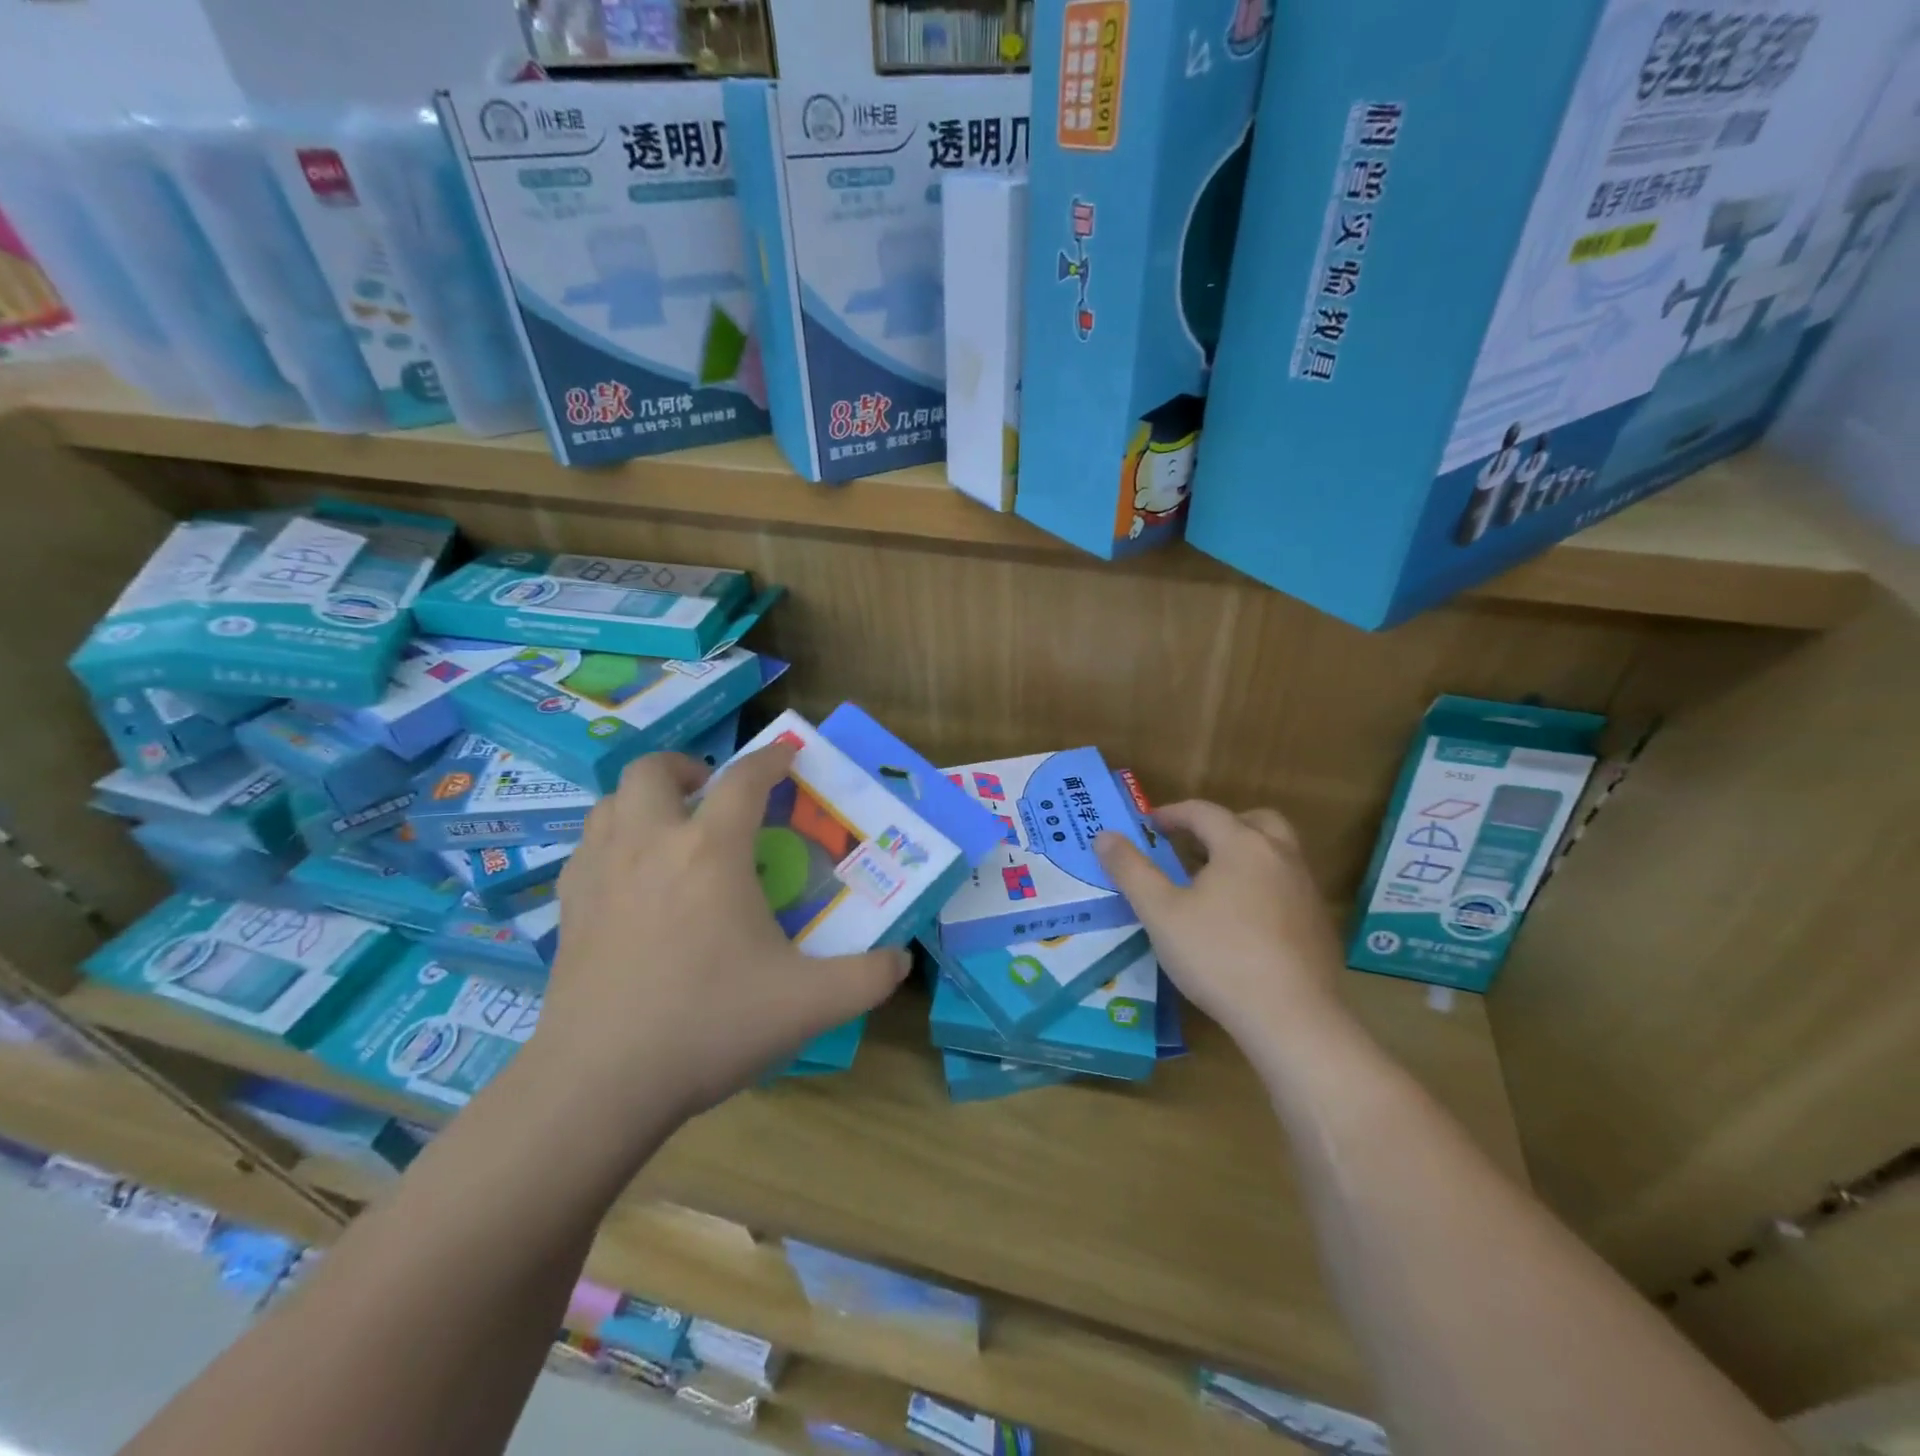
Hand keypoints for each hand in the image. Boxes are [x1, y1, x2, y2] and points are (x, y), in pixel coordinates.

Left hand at [538, 743, 910, 1125]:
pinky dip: (614, 839)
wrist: (599, 1083)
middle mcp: (650, 843)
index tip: (788, 755)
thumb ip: (866, 978)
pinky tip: (632, 877)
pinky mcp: (568, 907)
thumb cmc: (709, 1026)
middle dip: (688, 767)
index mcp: (711, 851)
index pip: (744, 780)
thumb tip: (902, 962)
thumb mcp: (808, 1004)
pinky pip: (588, 846)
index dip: (771, 758)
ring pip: (612, 801)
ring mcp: (600, 872)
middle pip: (654, 770)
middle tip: (713, 793)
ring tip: (672, 828)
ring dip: (645, 799)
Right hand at [1095, 801, 1350, 1055]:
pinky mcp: (1319, 924)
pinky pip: (1287, 886)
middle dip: (1220, 825)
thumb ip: (1131, 870)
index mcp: (1242, 844)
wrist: (1293, 1018)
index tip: (1148, 825)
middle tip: (1192, 845)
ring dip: (1244, 854)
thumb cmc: (1218, 956)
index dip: (1172, 813)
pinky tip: (1242, 921)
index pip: (1204, 812)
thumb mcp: (1160, 912)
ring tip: (1213, 883)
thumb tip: (1104, 836)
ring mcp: (1306, 890)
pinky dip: (1262, 885)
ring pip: (1276, 853)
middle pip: (1253, 821)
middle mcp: (1281, 856)